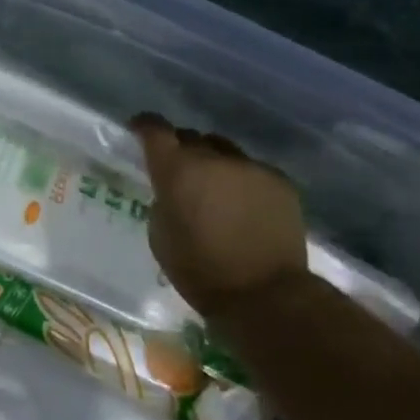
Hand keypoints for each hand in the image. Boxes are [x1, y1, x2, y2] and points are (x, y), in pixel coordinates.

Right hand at [132, 116, 310, 316]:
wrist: (265, 294)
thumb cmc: (200, 270)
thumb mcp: (160, 235)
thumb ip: (162, 200)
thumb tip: (172, 190)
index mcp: (177, 170)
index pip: (155, 129)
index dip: (145, 126)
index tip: (139, 130)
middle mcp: (213, 158)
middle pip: (191, 137)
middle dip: (181, 150)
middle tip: (180, 172)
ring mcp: (251, 167)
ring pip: (224, 152)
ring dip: (214, 164)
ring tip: (216, 189)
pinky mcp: (280, 181)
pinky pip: (253, 170)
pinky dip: (242, 181)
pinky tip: (244, 206)